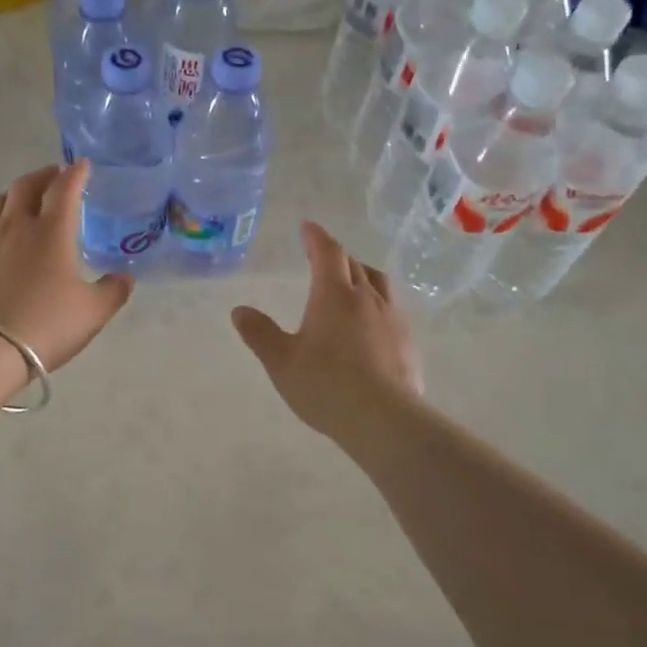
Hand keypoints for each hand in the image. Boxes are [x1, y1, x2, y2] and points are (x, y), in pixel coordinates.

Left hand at [0, 161, 132, 371]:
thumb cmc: (47, 324)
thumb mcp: (93, 312)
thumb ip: (113, 290)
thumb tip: (124, 277)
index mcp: (52, 231)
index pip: (64, 188)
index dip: (76, 173)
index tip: (83, 165)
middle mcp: (17, 226)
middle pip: (26, 185)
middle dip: (44, 176)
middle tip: (55, 177)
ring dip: (16, 194)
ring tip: (26, 202)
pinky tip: (4, 242)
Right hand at [231, 221, 421, 441]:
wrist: (384, 419)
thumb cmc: (325, 386)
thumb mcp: (281, 362)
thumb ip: (260, 334)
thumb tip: (239, 310)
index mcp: (333, 295)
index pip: (327, 253)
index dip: (316, 237)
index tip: (307, 227)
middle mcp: (366, 298)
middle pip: (354, 264)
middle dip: (336, 255)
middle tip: (322, 256)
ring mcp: (392, 318)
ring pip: (378, 282)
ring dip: (361, 274)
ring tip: (351, 281)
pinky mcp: (407, 341)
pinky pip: (391, 308)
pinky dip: (376, 302)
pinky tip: (370, 323)